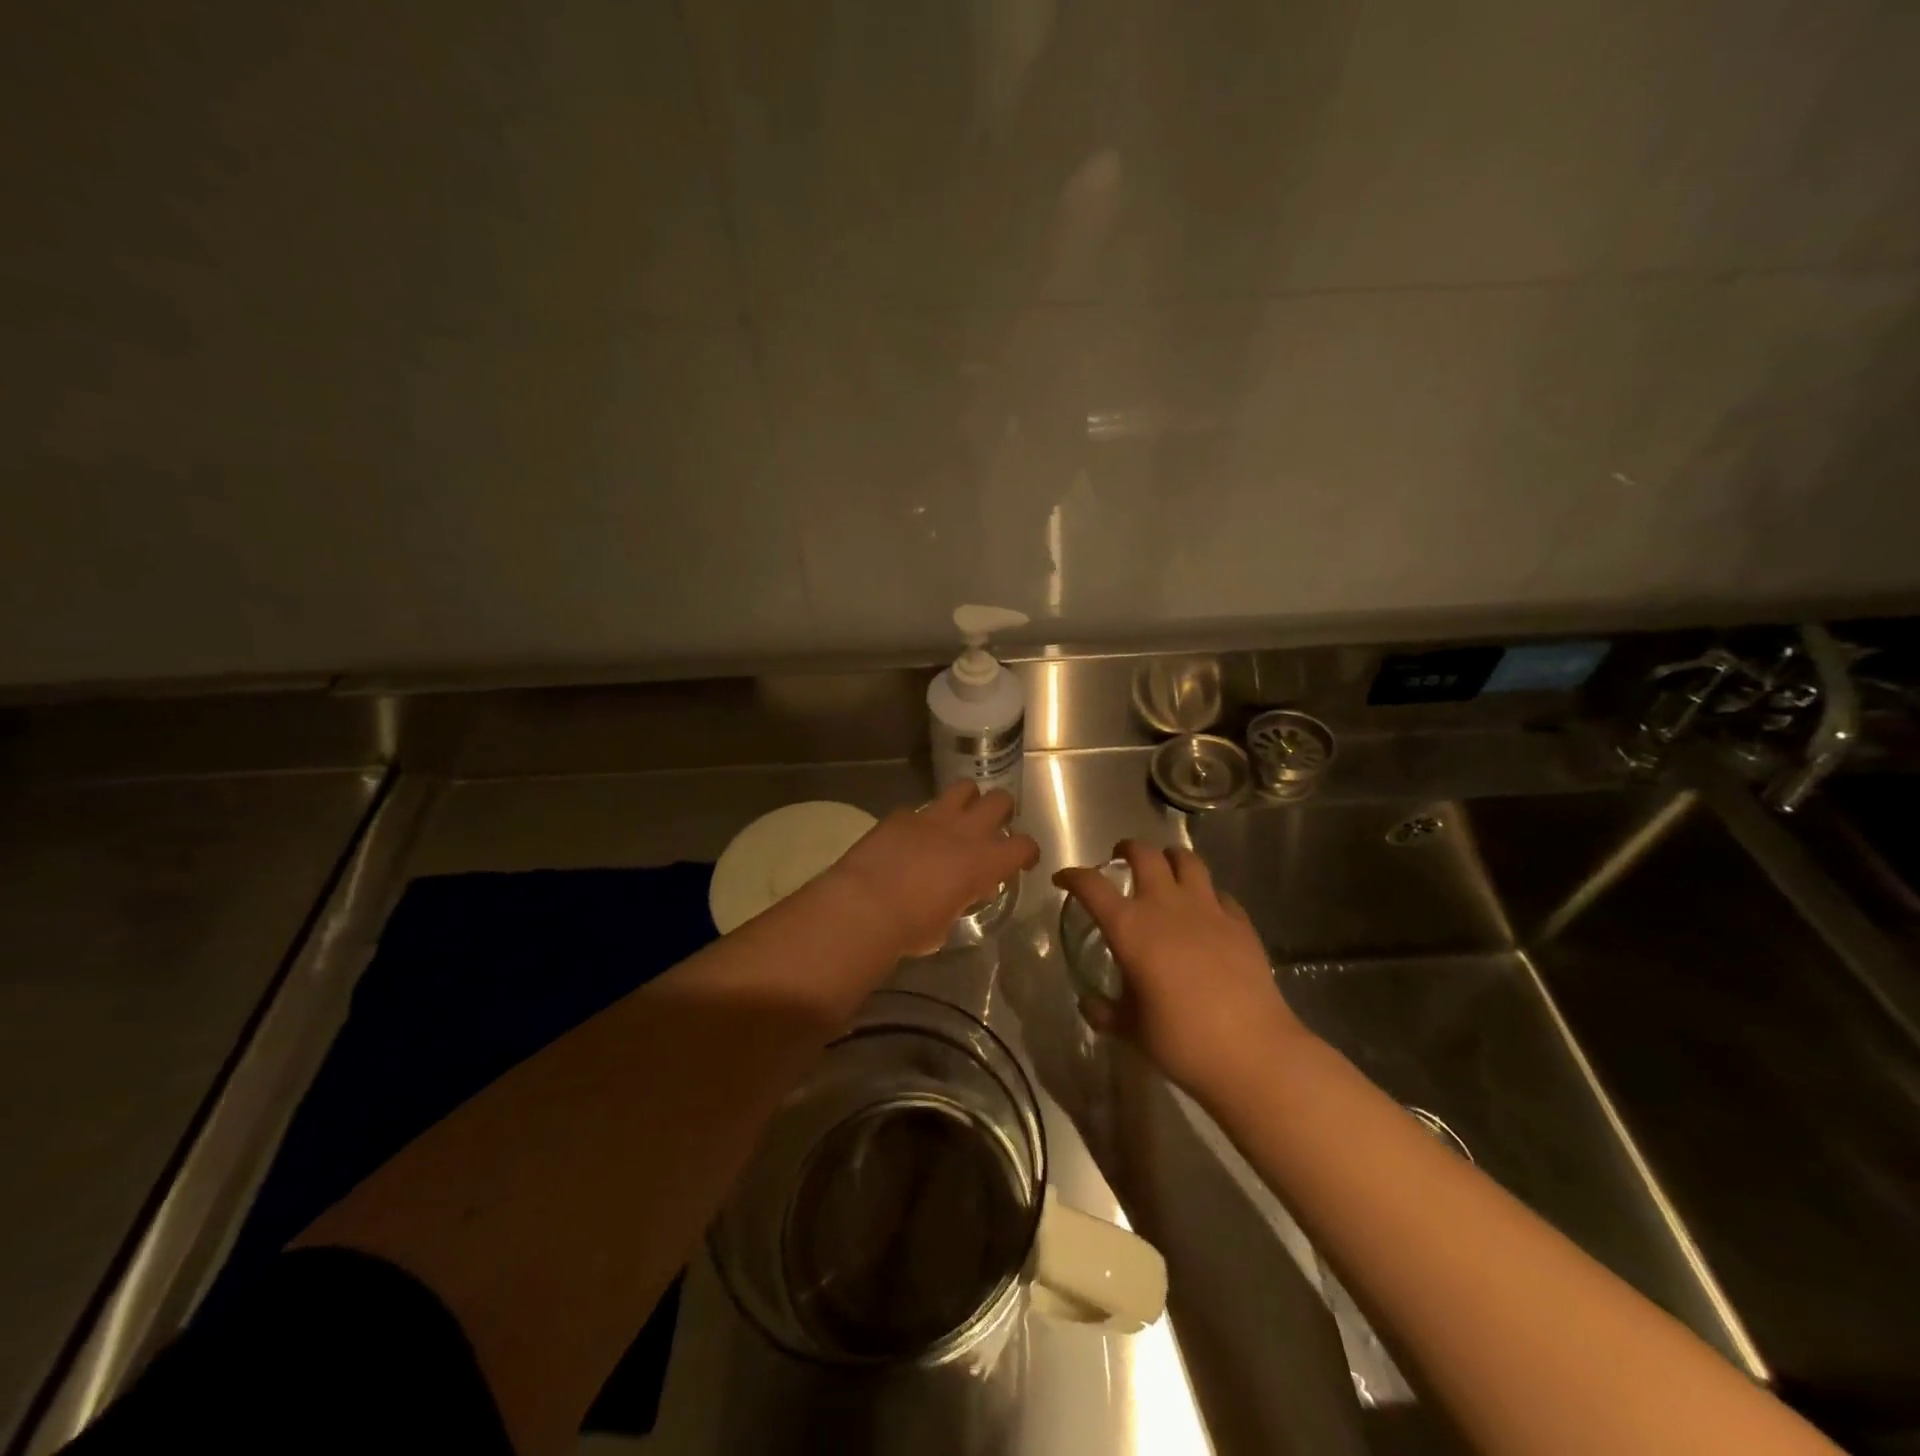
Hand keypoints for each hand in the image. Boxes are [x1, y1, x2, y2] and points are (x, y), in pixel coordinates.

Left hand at [828, 782, 1040, 957]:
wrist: (863, 907)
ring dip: (966, 800)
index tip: (1021, 862)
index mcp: (984, 861)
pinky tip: (910, 838)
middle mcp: (964, 831)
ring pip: (963, 788)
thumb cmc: (911, 928)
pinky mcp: (901, 815)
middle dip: (1001, 811)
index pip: (1024, 846)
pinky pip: (919, 809)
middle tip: (992, 828)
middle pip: (1000, 800)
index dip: (1027, 853)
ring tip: (958, 818)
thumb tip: (960, 894)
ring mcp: (931, 817)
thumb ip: (961, 901)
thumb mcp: (946, 924)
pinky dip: (920, 821)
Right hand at [1054, 839, 1309, 1099]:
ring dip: (1170, 858)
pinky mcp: (1240, 922)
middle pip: (1144, 854)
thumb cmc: (1181, 1041)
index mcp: (1130, 928)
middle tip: (1120, 858)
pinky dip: (1207, 894)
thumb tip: (1089, 1004)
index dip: (1073, 876)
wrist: (1252, 1051)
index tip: (1062, 879)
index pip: (1091, 886)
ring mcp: (1207, 909)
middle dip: (1127, 849)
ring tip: (1165, 868)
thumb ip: (1105, 1012)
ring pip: (1187, 860)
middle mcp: (1166, 906)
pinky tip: (1207, 911)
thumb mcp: (1131, 1030)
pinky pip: (1220, 893)